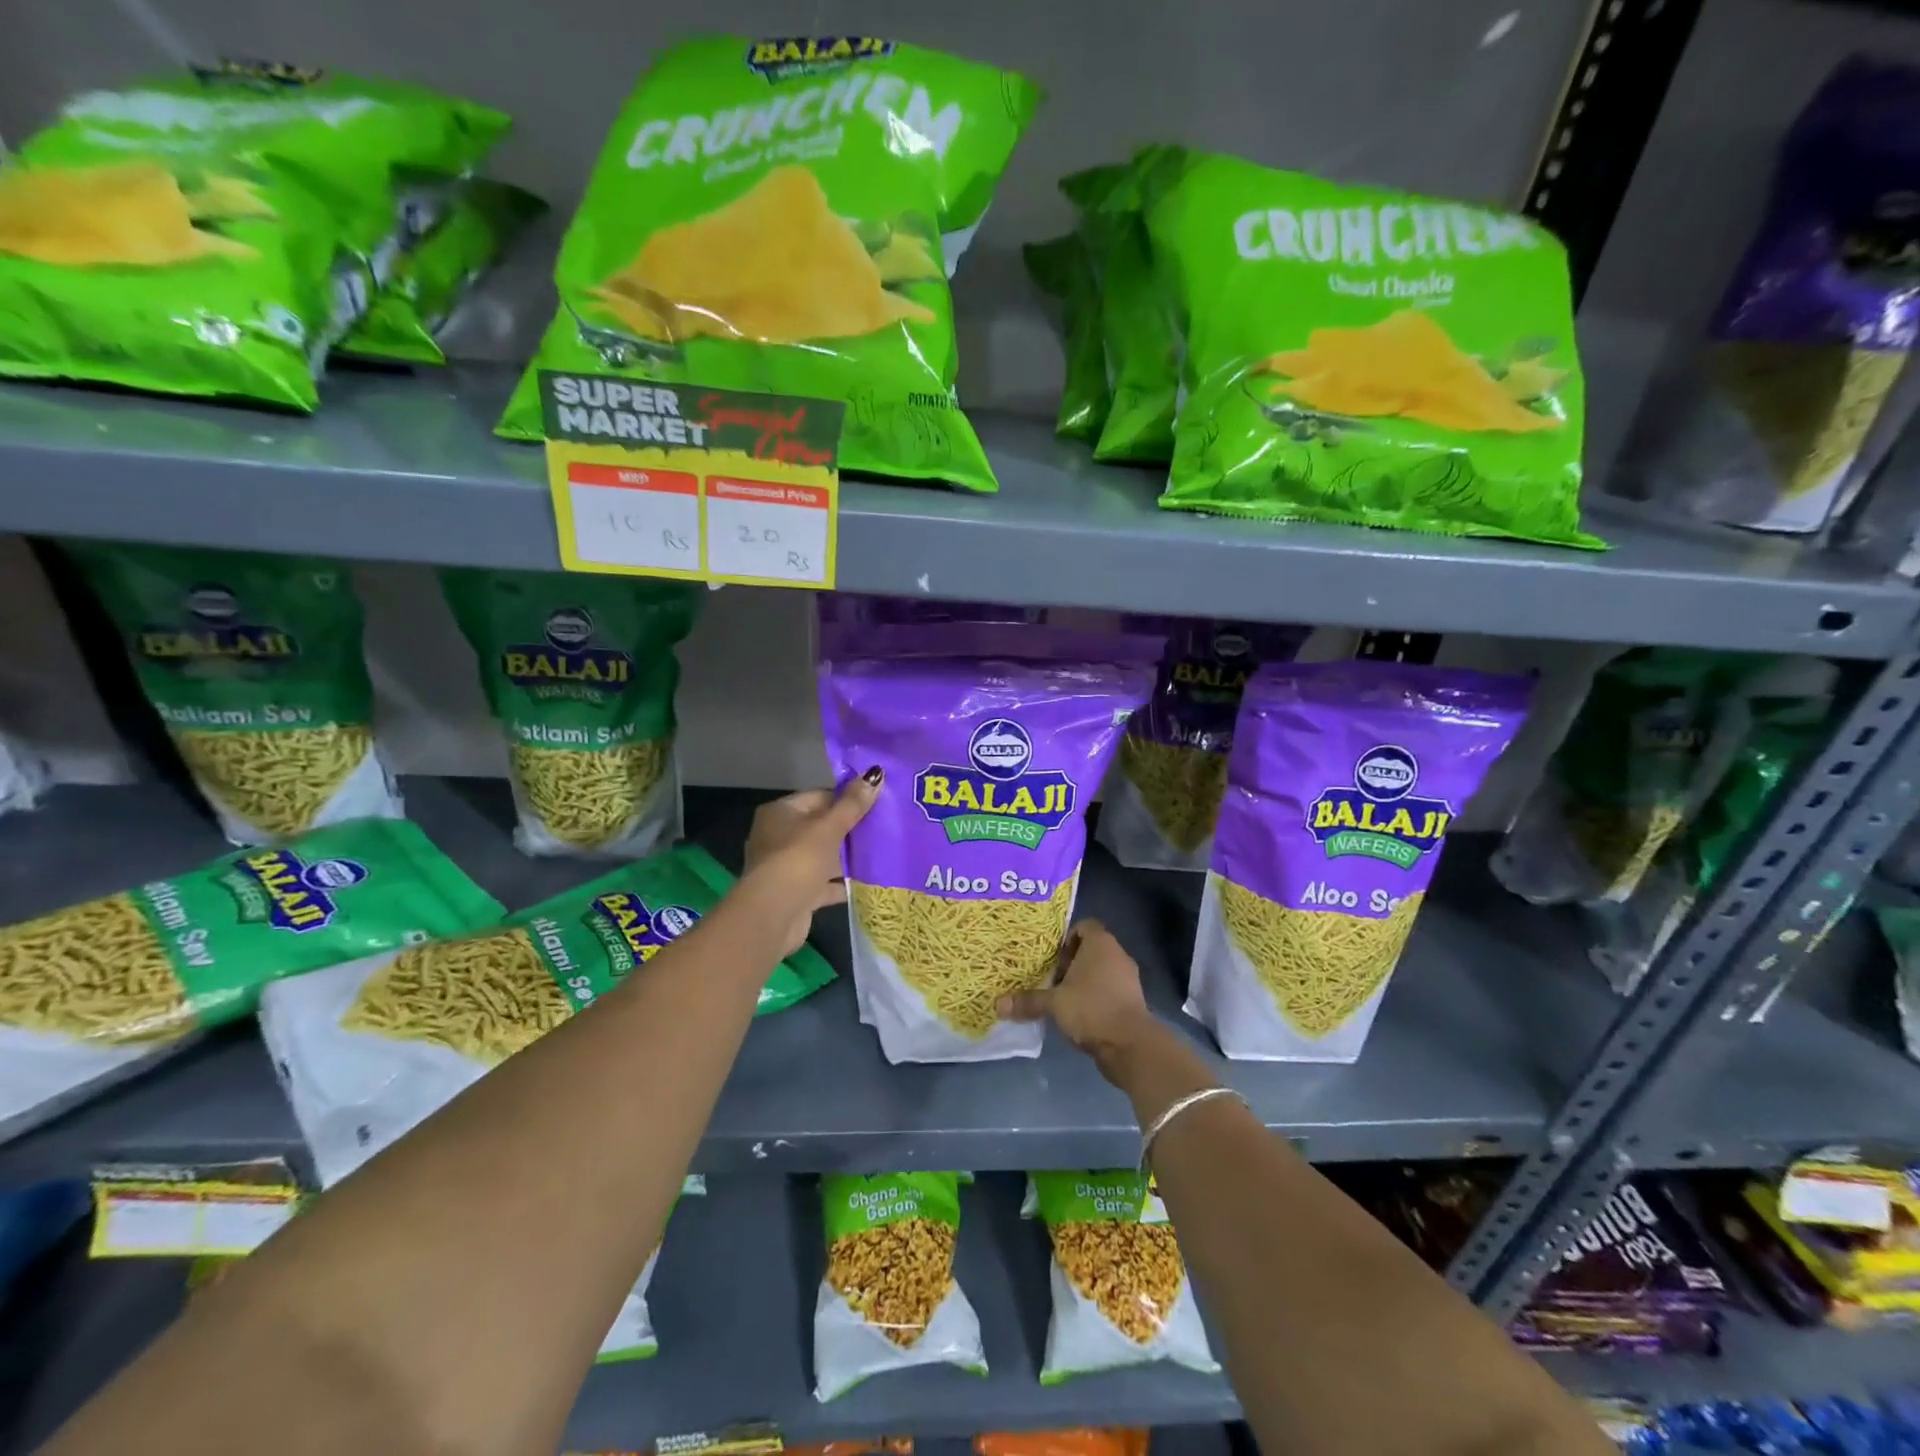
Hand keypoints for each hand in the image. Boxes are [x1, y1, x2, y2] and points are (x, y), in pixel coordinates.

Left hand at [740, 768, 881, 954]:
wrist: (774, 915)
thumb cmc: (799, 860)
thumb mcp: (830, 827)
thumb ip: (852, 804)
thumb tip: (874, 773)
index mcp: (781, 813)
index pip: (819, 796)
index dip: (847, 798)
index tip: (876, 802)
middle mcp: (779, 836)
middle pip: (821, 826)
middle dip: (850, 828)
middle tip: (884, 826)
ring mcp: (786, 867)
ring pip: (823, 855)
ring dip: (847, 857)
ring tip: (882, 851)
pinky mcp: (796, 893)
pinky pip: (824, 883)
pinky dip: (842, 883)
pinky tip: (869, 882)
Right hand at [997, 920, 1157, 1071]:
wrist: (1131, 1045)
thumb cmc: (1091, 1008)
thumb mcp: (1054, 1003)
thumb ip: (1028, 1000)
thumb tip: (998, 1004)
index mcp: (1101, 943)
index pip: (1084, 926)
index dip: (1066, 937)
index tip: (1051, 956)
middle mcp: (1117, 955)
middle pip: (1090, 950)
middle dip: (1070, 962)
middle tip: (1049, 977)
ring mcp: (1128, 979)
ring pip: (1100, 971)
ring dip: (1082, 982)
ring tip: (1060, 997)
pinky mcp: (1132, 1001)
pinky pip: (1109, 990)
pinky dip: (1094, 998)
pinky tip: (1077, 1014)